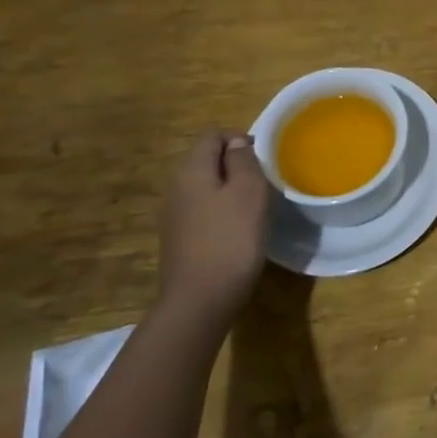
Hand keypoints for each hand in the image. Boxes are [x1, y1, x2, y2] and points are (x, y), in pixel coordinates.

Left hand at [158, 130, 271, 326]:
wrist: (199, 302)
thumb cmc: (231, 239)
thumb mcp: (249, 192)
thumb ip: (243, 160)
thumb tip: (236, 145)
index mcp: (191, 170)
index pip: (213, 136)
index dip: (239, 139)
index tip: (262, 159)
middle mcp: (176, 187)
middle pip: (205, 159)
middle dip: (234, 164)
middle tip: (262, 182)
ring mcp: (173, 215)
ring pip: (204, 186)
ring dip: (228, 188)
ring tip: (253, 206)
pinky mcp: (178, 239)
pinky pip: (201, 210)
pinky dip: (219, 210)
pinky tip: (236, 229)